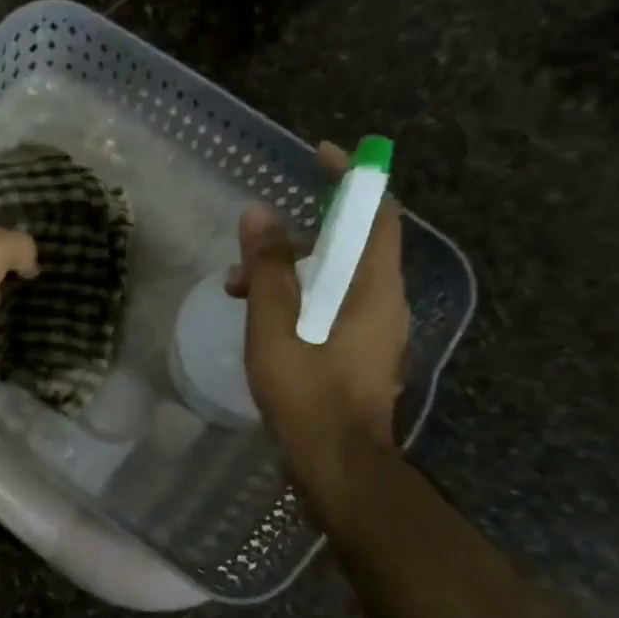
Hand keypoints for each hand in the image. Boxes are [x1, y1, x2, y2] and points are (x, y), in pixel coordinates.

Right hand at [226, 142, 406, 477]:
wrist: (338, 463)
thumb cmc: (307, 392)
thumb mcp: (275, 325)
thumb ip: (267, 269)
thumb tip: (258, 213)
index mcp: (373, 287)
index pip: (375, 213)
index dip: (353, 177)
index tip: (321, 154)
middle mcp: (383, 300)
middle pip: (348, 245)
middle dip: (295, 236)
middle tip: (248, 247)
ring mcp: (373, 328)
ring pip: (333, 278)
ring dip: (287, 272)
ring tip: (235, 289)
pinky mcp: (358, 350)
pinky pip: (328, 303)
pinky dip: (295, 297)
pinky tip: (258, 317)